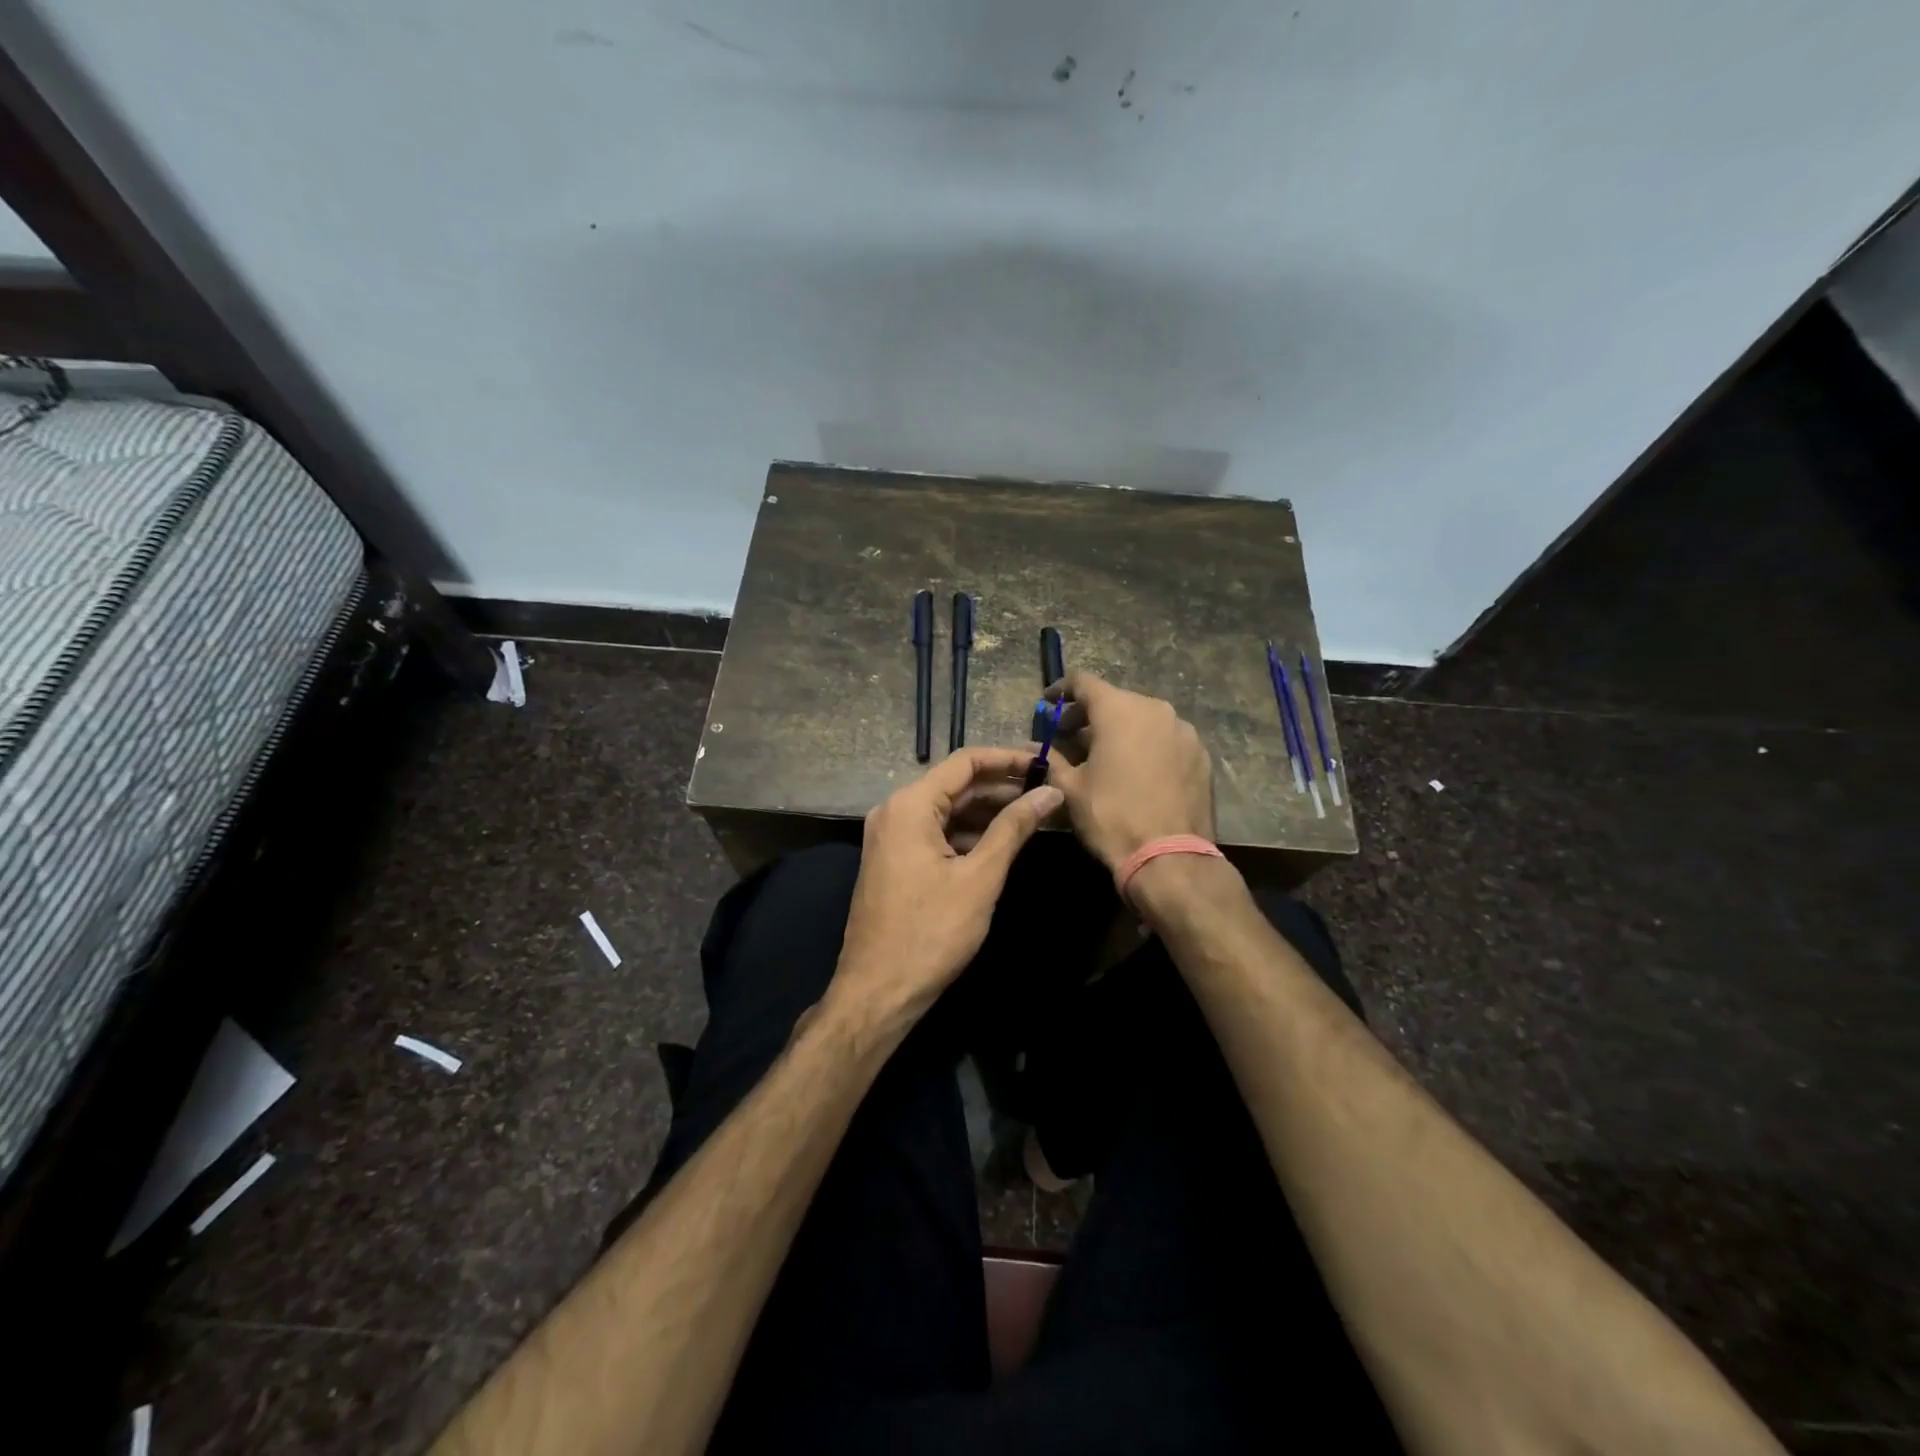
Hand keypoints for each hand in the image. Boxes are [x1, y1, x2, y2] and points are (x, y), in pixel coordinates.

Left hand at [831, 747, 1062, 1024]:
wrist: (878, 990)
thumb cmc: (931, 932)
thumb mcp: (980, 877)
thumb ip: (1014, 828)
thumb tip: (1050, 792)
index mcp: (910, 805)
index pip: (965, 762)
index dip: (1007, 759)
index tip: (1044, 762)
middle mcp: (894, 810)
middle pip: (955, 785)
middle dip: (1001, 787)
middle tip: (1047, 790)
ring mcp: (890, 836)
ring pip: (946, 810)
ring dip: (987, 811)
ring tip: (1034, 815)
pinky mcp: (894, 859)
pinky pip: (935, 832)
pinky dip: (967, 833)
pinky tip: (1001, 843)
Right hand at [1044, 671, 1214, 870]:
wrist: (1170, 857)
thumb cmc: (1111, 816)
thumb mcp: (1070, 789)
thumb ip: (1052, 760)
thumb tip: (1034, 749)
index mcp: (1119, 710)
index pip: (1084, 682)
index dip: (1061, 690)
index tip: (1048, 704)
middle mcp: (1155, 709)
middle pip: (1115, 700)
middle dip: (1090, 716)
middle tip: (1070, 737)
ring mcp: (1184, 731)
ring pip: (1143, 720)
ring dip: (1120, 731)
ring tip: (1104, 757)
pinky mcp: (1201, 755)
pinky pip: (1166, 740)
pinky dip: (1146, 746)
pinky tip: (1136, 772)